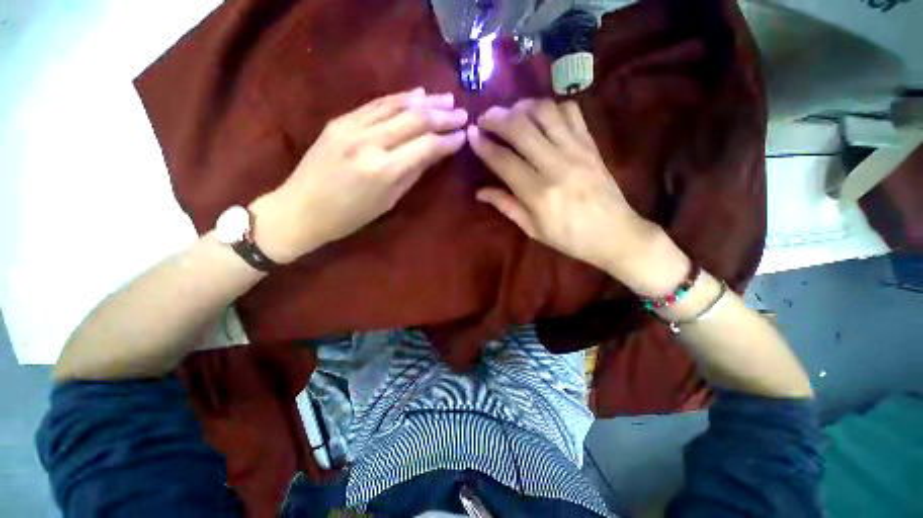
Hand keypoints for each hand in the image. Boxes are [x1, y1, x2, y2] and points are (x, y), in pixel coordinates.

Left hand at [251, 88, 467, 262]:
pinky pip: (376, 104)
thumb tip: (433, 153)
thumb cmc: (349, 217)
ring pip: (397, 105)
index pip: (426, 146)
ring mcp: (352, 127)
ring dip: (425, 101)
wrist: (300, 209)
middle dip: (442, 116)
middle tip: (462, 113)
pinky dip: (399, 98)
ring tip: (446, 99)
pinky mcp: (340, 120)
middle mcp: (370, 142)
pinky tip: (416, 94)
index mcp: (384, 170)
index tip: (463, 135)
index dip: (448, 140)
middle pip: (415, 120)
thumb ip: (412, 174)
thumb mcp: (388, 202)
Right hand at [468, 98, 688, 295]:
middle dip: (497, 118)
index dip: (484, 145)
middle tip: (484, 118)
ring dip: (522, 107)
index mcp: (538, 194)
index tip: (471, 134)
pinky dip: (552, 108)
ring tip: (511, 113)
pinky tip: (541, 117)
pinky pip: (571, 112)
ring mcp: (577, 151)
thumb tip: (480, 192)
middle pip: (521, 129)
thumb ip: (506, 206)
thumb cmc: (570, 238)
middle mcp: (556, 166)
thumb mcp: (533, 229)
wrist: (615, 234)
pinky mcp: (591, 144)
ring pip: (545, 113)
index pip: (504, 160)